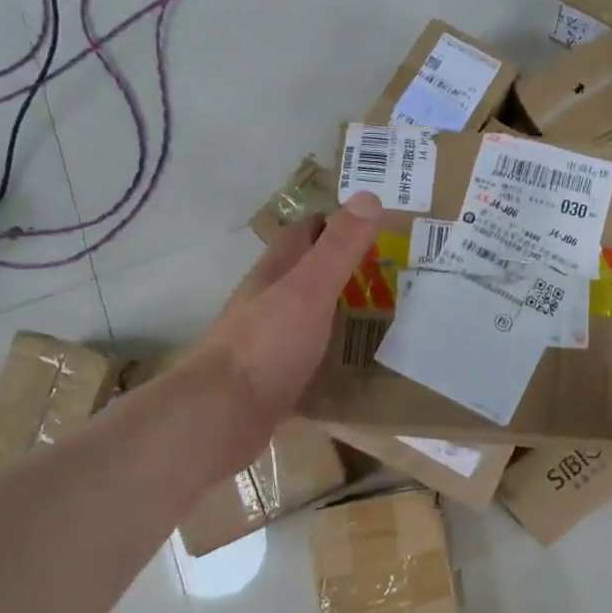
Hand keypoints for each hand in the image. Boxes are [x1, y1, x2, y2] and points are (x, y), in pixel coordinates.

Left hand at [179, 194, 382, 475]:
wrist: (221, 416)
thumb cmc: (267, 344)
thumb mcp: (309, 289)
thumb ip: (338, 248)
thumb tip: (368, 196)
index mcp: (274, 274)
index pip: (303, 233)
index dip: (333, 222)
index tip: (371, 223)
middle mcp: (266, 302)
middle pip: (304, 274)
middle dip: (340, 267)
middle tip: (389, 270)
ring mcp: (266, 343)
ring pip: (306, 316)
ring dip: (336, 311)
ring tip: (381, 315)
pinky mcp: (272, 381)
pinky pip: (308, 358)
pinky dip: (330, 355)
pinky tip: (355, 364)